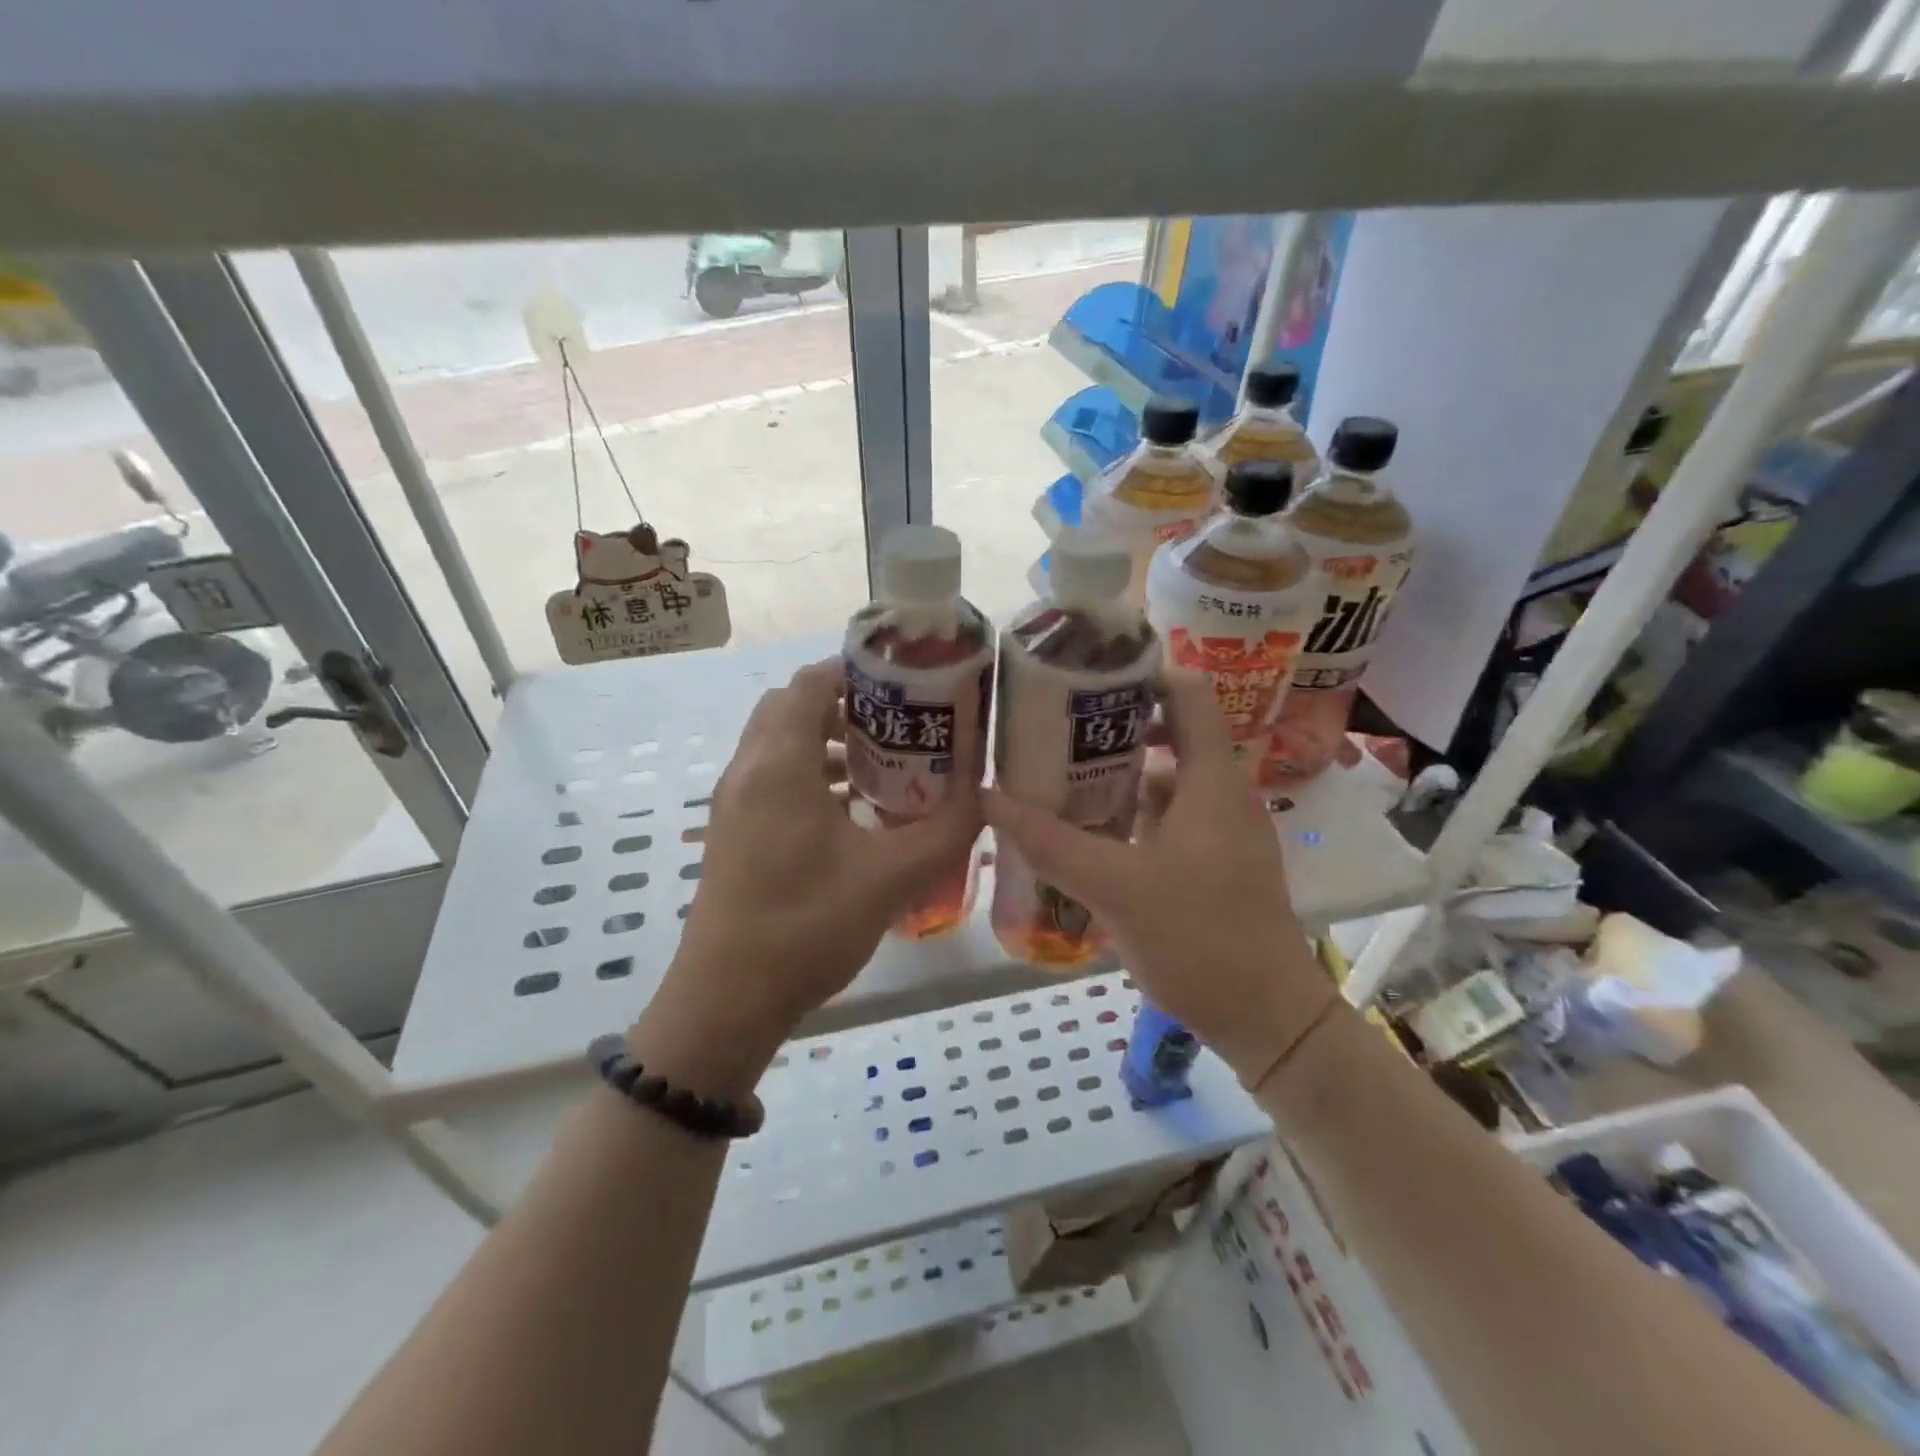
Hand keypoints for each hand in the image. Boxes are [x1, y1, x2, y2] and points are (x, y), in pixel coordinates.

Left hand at [635, 659, 982, 1090]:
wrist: (726, 1001)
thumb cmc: (806, 927)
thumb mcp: (891, 877)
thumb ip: (947, 830)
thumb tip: (984, 796)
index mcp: (779, 764)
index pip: (811, 683)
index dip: (858, 671)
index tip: (907, 682)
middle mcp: (748, 770)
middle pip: (793, 707)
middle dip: (847, 704)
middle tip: (901, 723)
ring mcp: (734, 803)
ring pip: (781, 743)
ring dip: (829, 741)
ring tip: (886, 765)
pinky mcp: (733, 831)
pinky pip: (773, 777)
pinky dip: (812, 774)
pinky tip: (854, 812)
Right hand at [985, 670, 1334, 1085]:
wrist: (1266, 1019)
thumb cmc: (1200, 939)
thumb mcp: (1115, 886)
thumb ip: (1051, 842)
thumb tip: (989, 797)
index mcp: (1212, 781)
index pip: (1188, 693)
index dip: (1142, 672)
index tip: (1085, 676)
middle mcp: (1221, 794)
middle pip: (1171, 732)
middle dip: (1113, 724)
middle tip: (1054, 726)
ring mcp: (1220, 830)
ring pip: (1166, 779)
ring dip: (1117, 772)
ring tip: (1058, 772)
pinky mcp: (1213, 863)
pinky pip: (1167, 817)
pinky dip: (1129, 813)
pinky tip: (1087, 831)